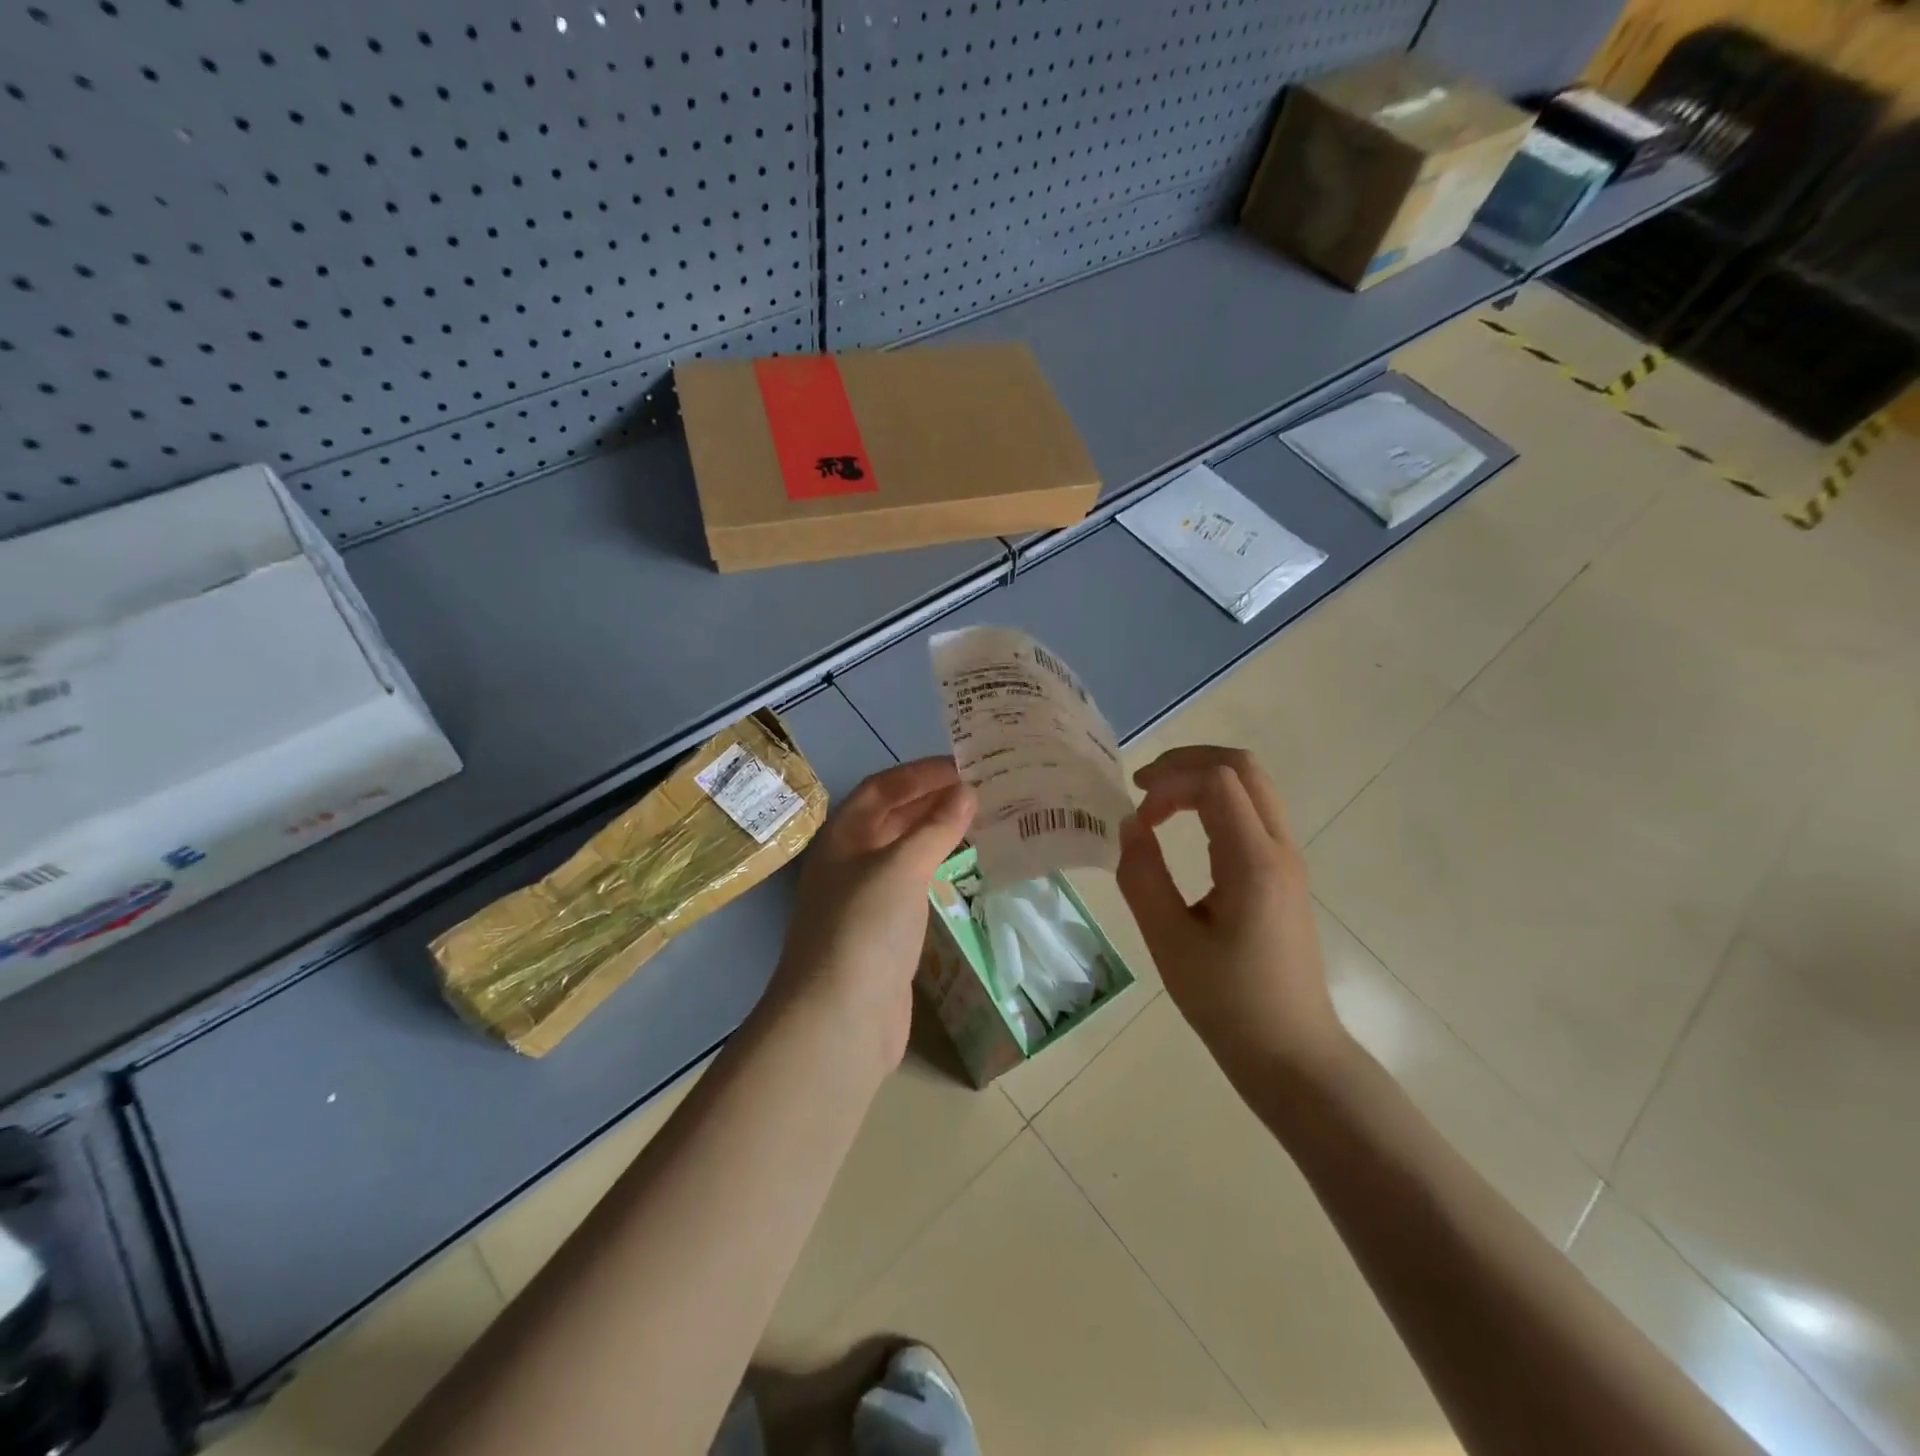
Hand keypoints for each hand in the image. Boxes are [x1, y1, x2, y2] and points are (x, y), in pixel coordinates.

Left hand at [770, 758, 975, 1069]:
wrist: (839, 1019)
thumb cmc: (865, 928)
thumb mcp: (902, 867)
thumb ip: (936, 828)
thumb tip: (966, 791)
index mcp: (843, 836)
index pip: (882, 788)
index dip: (920, 773)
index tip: (964, 766)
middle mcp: (850, 861)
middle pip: (892, 818)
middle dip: (932, 801)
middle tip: (982, 790)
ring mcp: (865, 899)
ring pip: (905, 852)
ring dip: (938, 835)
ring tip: (982, 822)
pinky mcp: (884, 933)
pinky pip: (914, 886)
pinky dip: (938, 871)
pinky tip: (964, 870)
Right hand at [1116, 747, 1348, 1080]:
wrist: (1293, 1053)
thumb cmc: (1228, 1003)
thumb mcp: (1169, 942)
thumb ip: (1142, 876)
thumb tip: (1129, 825)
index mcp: (1254, 862)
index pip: (1216, 781)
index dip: (1169, 780)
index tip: (1136, 812)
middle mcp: (1279, 849)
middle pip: (1242, 767)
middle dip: (1188, 762)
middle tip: (1145, 785)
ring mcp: (1288, 860)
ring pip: (1252, 786)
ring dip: (1202, 780)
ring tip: (1159, 805)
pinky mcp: (1284, 874)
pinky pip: (1253, 812)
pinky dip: (1215, 803)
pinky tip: (1186, 830)